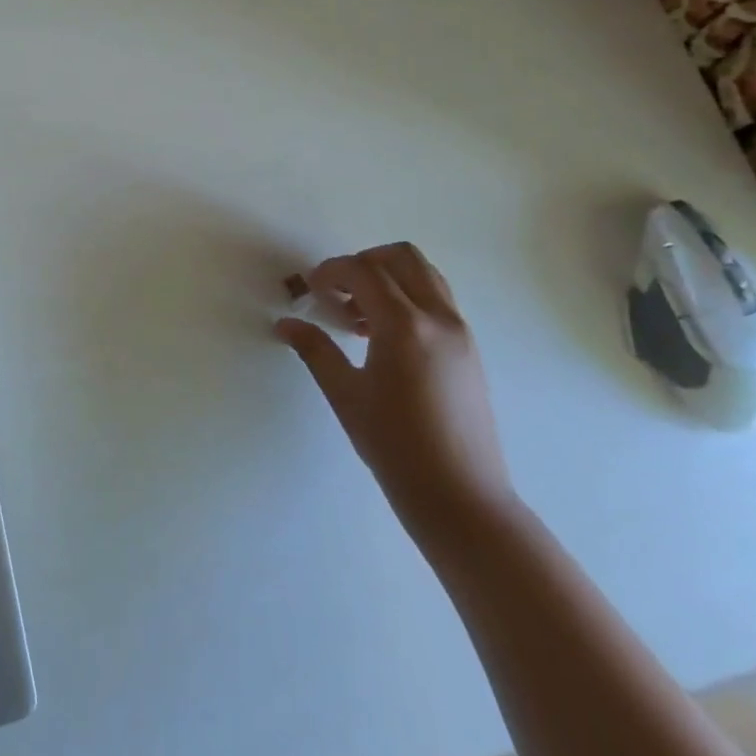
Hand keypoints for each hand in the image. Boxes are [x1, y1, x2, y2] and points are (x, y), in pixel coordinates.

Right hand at [274, 242, 515, 552]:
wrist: (462, 499)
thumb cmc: (396, 447)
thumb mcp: (345, 395)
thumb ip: (315, 350)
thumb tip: (285, 323)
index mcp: (405, 325)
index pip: (364, 270)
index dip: (332, 270)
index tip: (311, 288)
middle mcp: (438, 318)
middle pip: (401, 257)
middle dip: (364, 262)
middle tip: (338, 292)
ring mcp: (460, 332)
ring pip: (424, 274)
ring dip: (388, 278)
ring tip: (360, 315)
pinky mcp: (469, 349)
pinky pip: (437, 300)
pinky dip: (408, 298)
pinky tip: (384, 338)